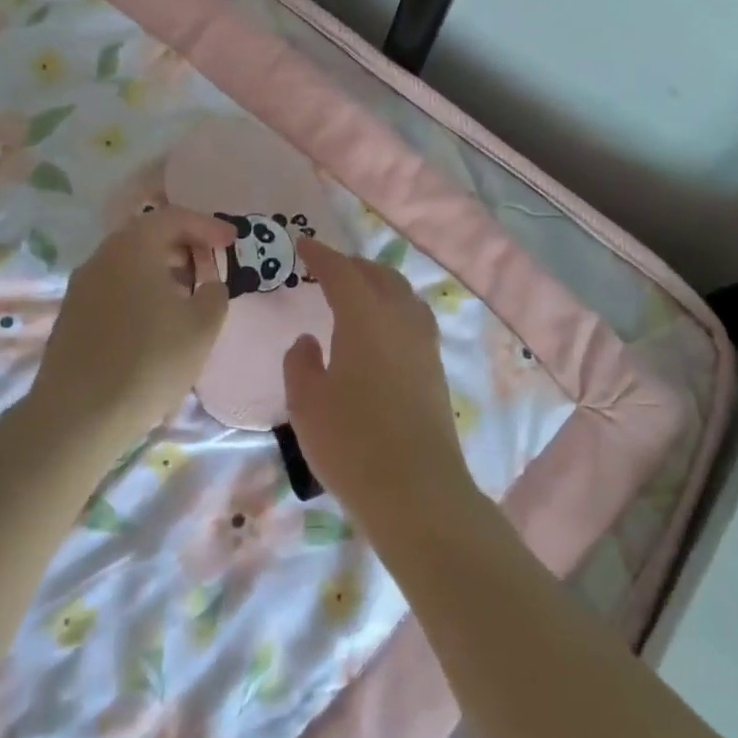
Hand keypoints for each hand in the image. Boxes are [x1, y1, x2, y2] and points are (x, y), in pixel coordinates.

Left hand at [30, 207, 234, 439]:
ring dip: (161, 270)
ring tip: (188, 295)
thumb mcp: (202, 326)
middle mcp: (102, 257)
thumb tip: (209, 284)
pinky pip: (114, 287)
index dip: (208, 226)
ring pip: (129, 263)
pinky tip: (156, 321)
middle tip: (210, 264)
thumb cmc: (150, 360)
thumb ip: (215, 294)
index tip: (232, 241)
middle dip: (184, 246)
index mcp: (133, 247)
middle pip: (147, 236)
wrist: (79, 414)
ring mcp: (81, 286)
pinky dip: (141, 290)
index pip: (175, 218)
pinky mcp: (72, 315)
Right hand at [283, 240, 477, 538]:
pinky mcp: (436, 370)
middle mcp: (400, 321)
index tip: (303, 245)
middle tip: (329, 269)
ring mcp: (424, 345)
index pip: (342, 273)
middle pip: (379, 277)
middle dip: (353, 266)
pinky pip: (414, 320)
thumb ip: (301, 363)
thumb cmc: (352, 443)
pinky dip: (395, 309)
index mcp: (365, 318)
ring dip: (379, 285)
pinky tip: (382, 331)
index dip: (321, 255)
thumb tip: (308, 339)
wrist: (417, 491)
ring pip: (403, 296)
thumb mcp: (307, 403)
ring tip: (358, 294)